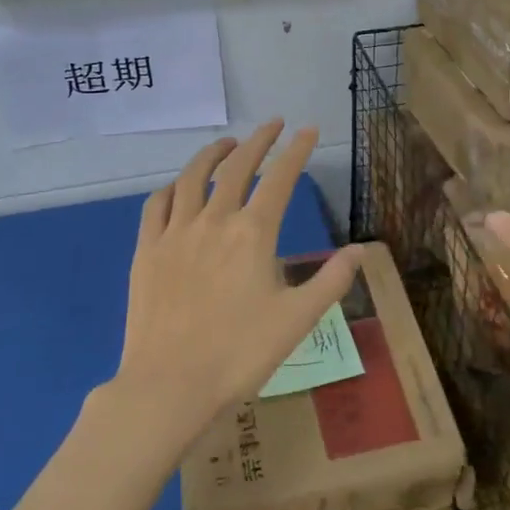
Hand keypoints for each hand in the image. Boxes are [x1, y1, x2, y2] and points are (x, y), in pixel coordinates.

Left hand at [115, 120, 361, 443]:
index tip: (308, 130)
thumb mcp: (298, 319)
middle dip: (259, 139)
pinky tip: (179, 186)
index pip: (280, 178)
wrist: (169, 385)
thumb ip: (332, 280)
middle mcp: (214, 221)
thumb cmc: (240, 353)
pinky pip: (157, 205)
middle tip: (273, 124)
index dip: (297, 151)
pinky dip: (172, 186)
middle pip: (238, 166)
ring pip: (194, 177)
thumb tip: (362, 249)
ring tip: (227, 143)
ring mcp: (176, 233)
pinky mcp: (147, 250)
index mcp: (254, 233)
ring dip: (214, 153)